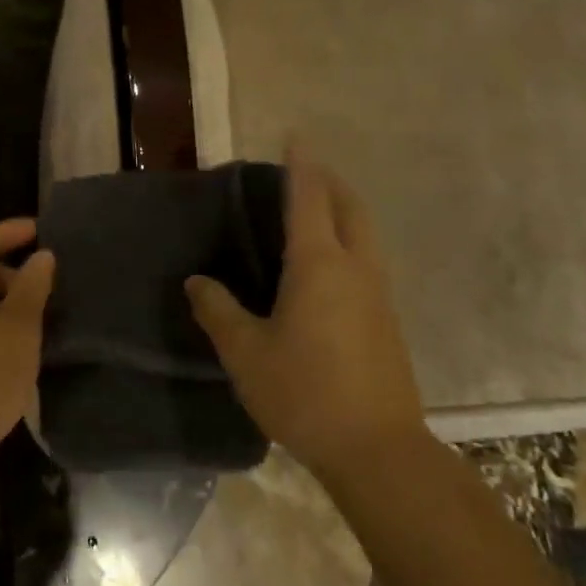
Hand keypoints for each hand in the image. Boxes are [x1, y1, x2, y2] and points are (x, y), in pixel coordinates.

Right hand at [185, 148, 426, 479]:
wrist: (377, 449)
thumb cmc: (304, 392)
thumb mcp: (246, 353)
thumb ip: (218, 312)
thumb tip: (197, 282)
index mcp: (318, 264)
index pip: (309, 198)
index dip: (301, 165)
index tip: (296, 137)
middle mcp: (355, 267)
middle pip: (350, 207)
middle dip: (331, 182)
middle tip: (306, 173)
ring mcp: (379, 294)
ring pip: (365, 234)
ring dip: (344, 212)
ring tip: (317, 214)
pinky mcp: (388, 320)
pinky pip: (369, 261)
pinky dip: (350, 243)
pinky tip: (329, 270)